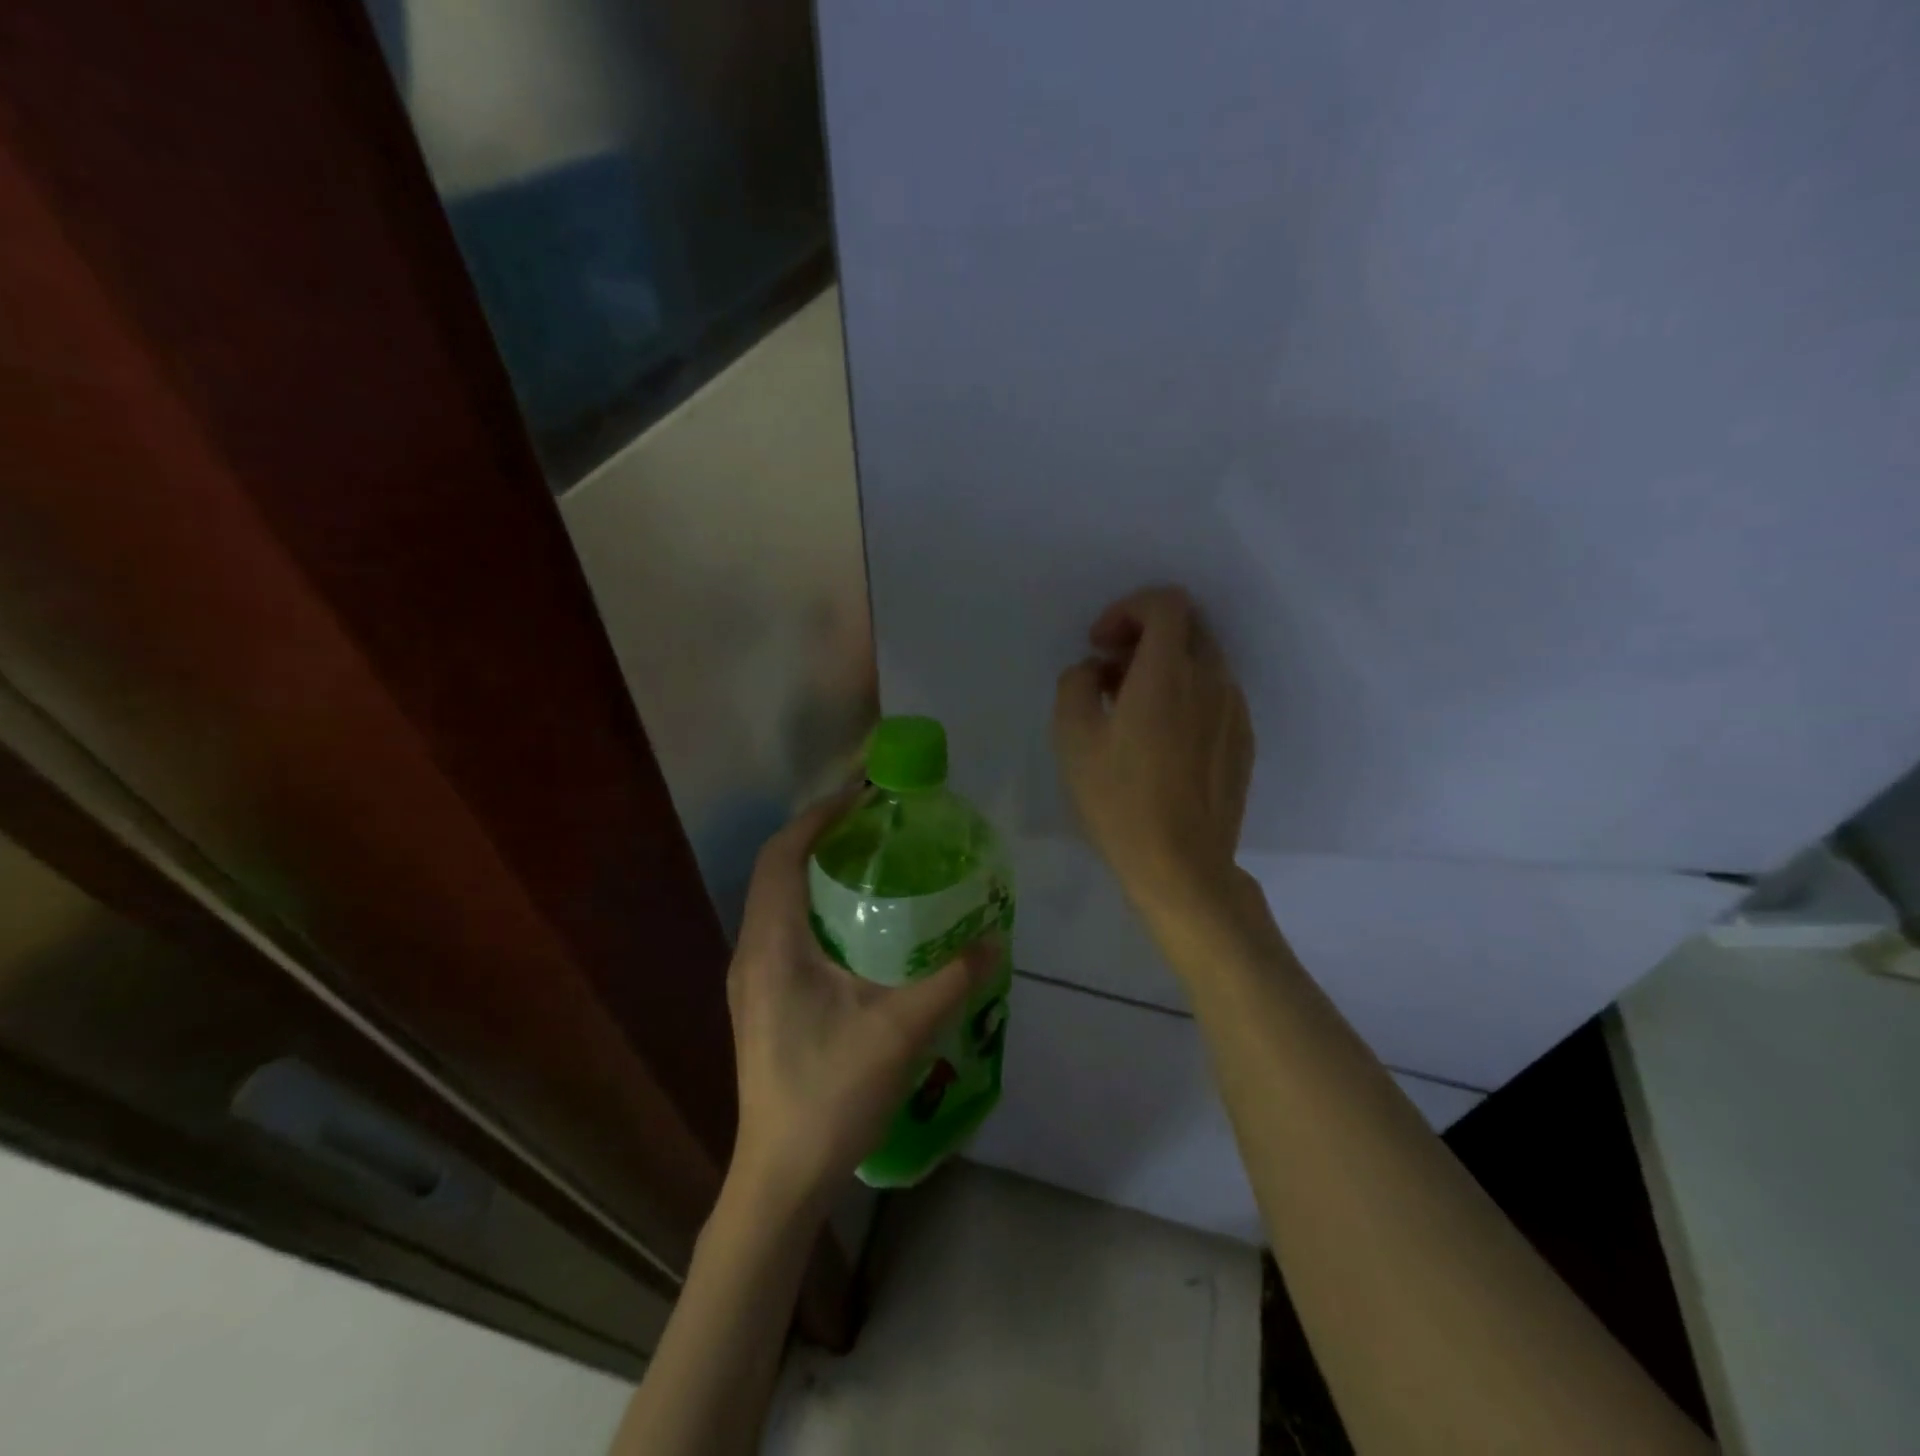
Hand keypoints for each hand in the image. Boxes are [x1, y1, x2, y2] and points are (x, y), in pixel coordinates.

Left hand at [725, 795, 998, 1215]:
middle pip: (777, 871)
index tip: (861, 796)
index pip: (782, 854)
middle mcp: (752, 952)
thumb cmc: (832, 1095)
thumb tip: (995, 936)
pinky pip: (784, 930)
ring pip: (778, 901)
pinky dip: (814, 906)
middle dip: (820, 836)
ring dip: (815, 871)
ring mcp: (751, 980)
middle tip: (875, 824)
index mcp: (772, 945)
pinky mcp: (761, 1001)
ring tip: (869, 862)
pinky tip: (856, 927)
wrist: (782, 1178)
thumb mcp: (902, 1030)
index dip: (818, 816)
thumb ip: (952, 978)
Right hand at [1052, 586, 1255, 923]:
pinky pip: (1215, 694)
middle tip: (1111, 669)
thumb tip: (1097, 671)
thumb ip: (1077, 683)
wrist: (1182, 865)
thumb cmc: (1119, 800)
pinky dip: (1186, 694)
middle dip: (1145, 633)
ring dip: (1165, 665)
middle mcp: (1211, 680)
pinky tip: (1161, 738)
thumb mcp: (1072, 737)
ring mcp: (1234, 711)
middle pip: (1188, 626)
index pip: (1166, 602)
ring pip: (1203, 661)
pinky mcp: (1243, 740)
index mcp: (1168, 673)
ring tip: (1131, 708)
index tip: (1100, 644)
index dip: (1128, 608)